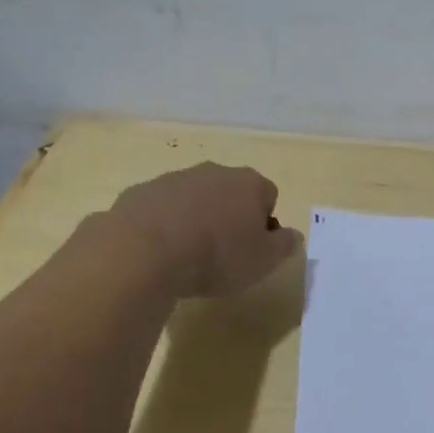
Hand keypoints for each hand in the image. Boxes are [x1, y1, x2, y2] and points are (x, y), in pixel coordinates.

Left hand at [109, 163, 301, 297]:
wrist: (144, 251)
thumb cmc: (216, 256)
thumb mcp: (263, 261)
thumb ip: (284, 245)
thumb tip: (292, 235)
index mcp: (249, 183)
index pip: (268, 197)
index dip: (263, 225)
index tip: (252, 250)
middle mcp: (214, 172)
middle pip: (231, 192)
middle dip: (229, 216)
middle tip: (222, 253)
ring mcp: (174, 178)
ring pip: (194, 198)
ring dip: (196, 219)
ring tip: (186, 256)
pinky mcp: (141, 192)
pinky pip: (161, 208)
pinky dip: (164, 224)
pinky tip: (158, 251)